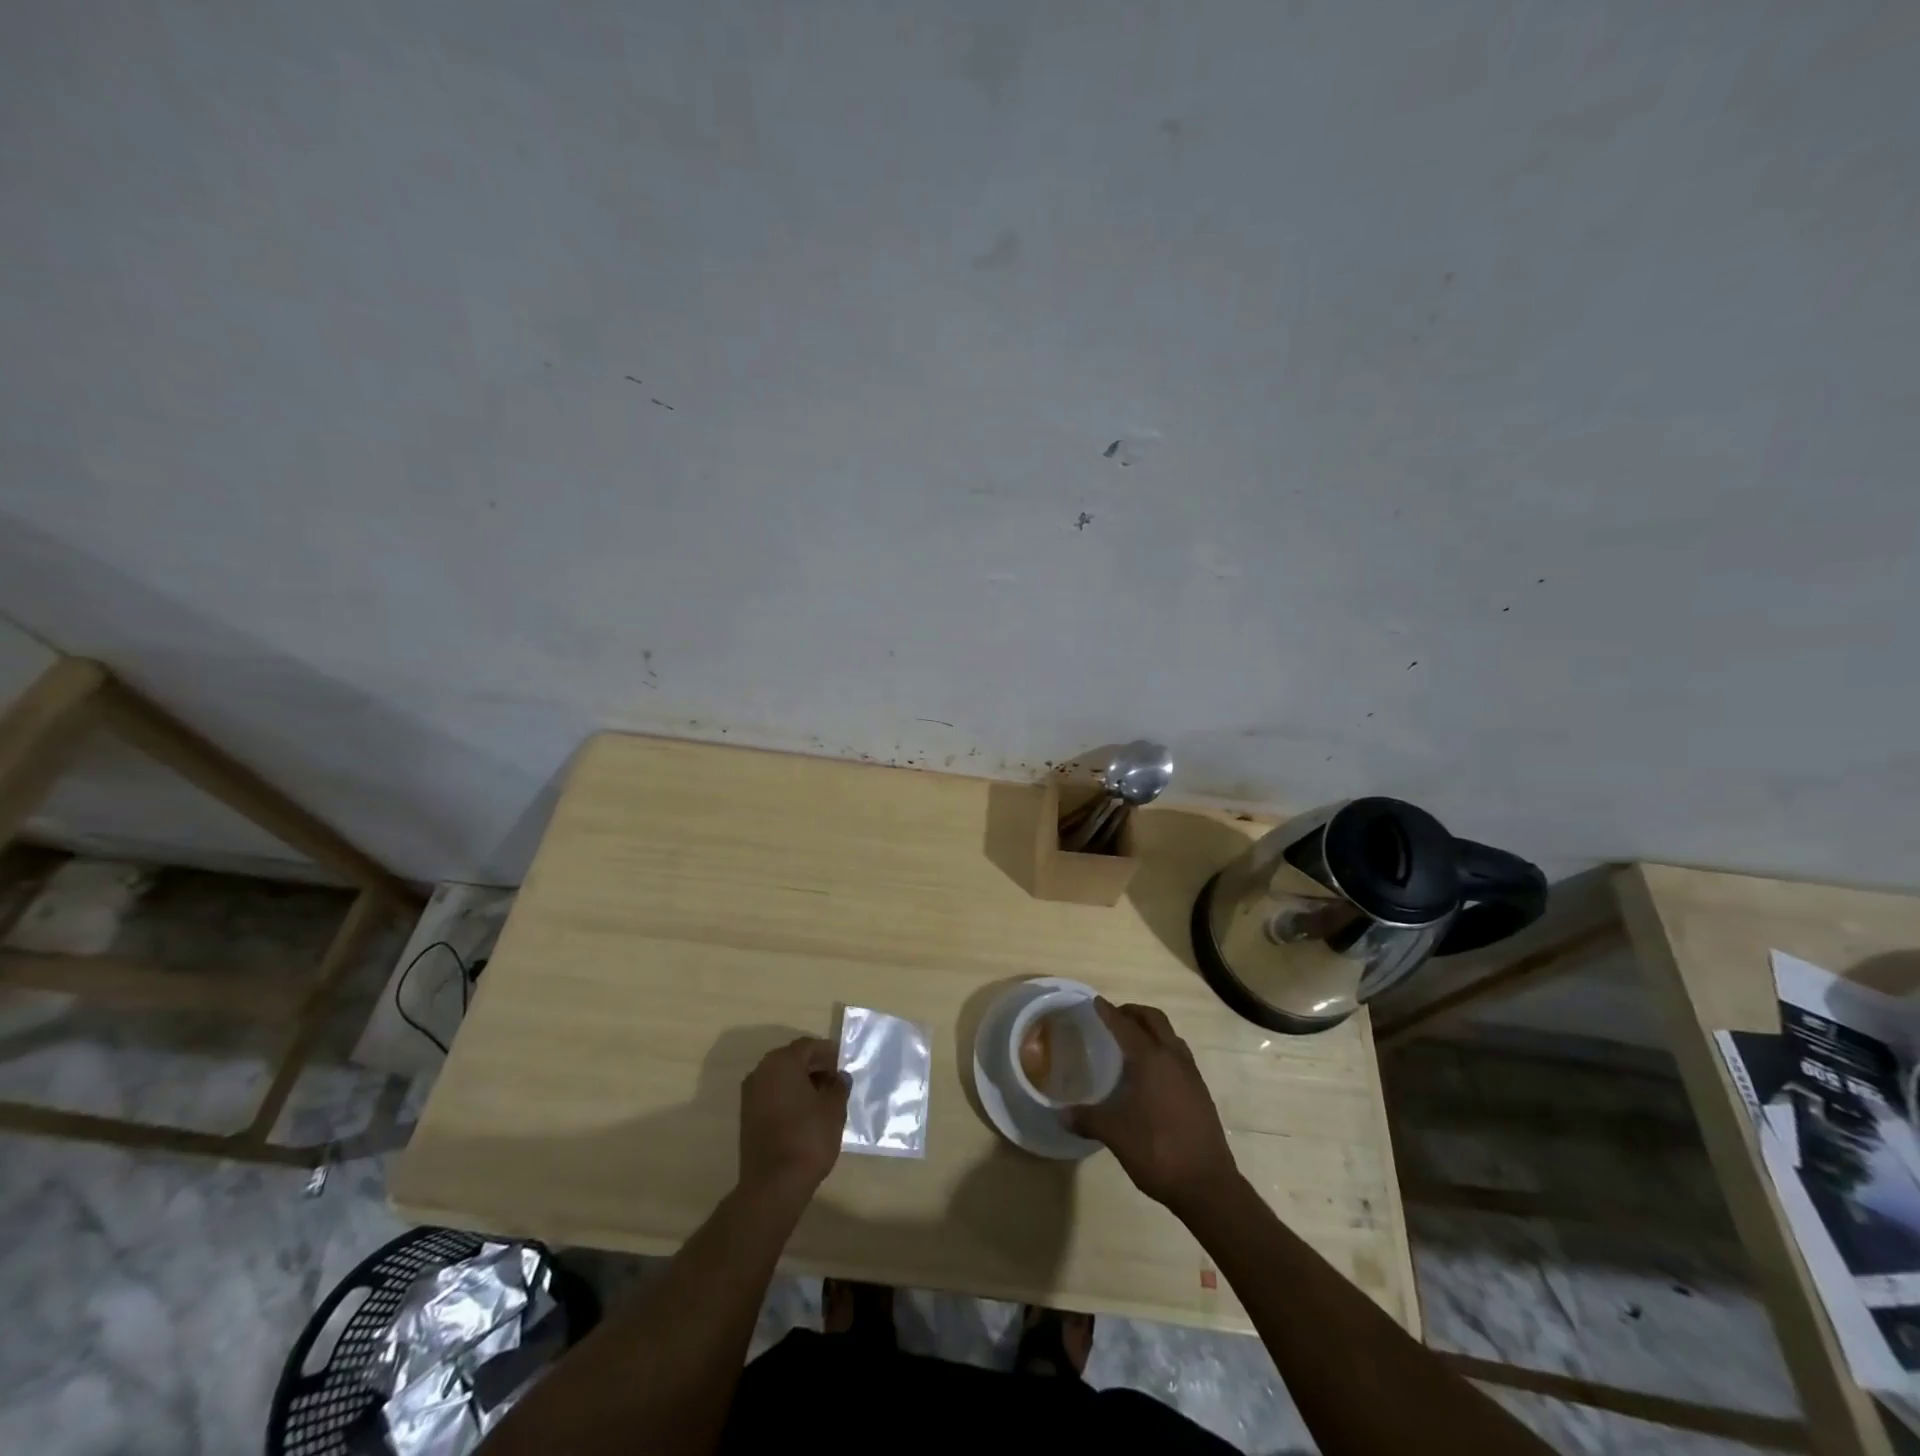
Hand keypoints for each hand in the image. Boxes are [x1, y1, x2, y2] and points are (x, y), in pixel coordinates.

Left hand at [738, 1037, 849, 1207]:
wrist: (774, 1184)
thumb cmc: (808, 1137)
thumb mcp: (834, 1108)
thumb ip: (838, 1085)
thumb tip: (838, 1077)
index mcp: (782, 1062)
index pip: (809, 1046)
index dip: (828, 1053)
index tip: (843, 1065)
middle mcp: (761, 1071)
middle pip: (792, 1058)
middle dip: (814, 1066)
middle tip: (835, 1080)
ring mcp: (750, 1094)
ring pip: (780, 1077)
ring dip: (800, 1081)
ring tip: (822, 1098)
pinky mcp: (747, 1115)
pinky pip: (771, 1094)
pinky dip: (788, 1096)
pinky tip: (805, 1112)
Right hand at [1069, 999, 1239, 1216]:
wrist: (1208, 1185)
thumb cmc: (1157, 1150)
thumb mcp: (1115, 1134)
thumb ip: (1087, 1119)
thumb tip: (1061, 1114)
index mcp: (1151, 1060)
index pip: (1126, 1025)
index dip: (1109, 1012)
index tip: (1095, 1002)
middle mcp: (1173, 1058)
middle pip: (1154, 1020)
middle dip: (1133, 1013)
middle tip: (1114, 1017)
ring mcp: (1191, 1074)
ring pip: (1170, 1036)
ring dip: (1151, 1029)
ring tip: (1132, 1041)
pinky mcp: (1200, 1092)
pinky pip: (1179, 1055)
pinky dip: (1163, 1049)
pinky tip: (1151, 1073)